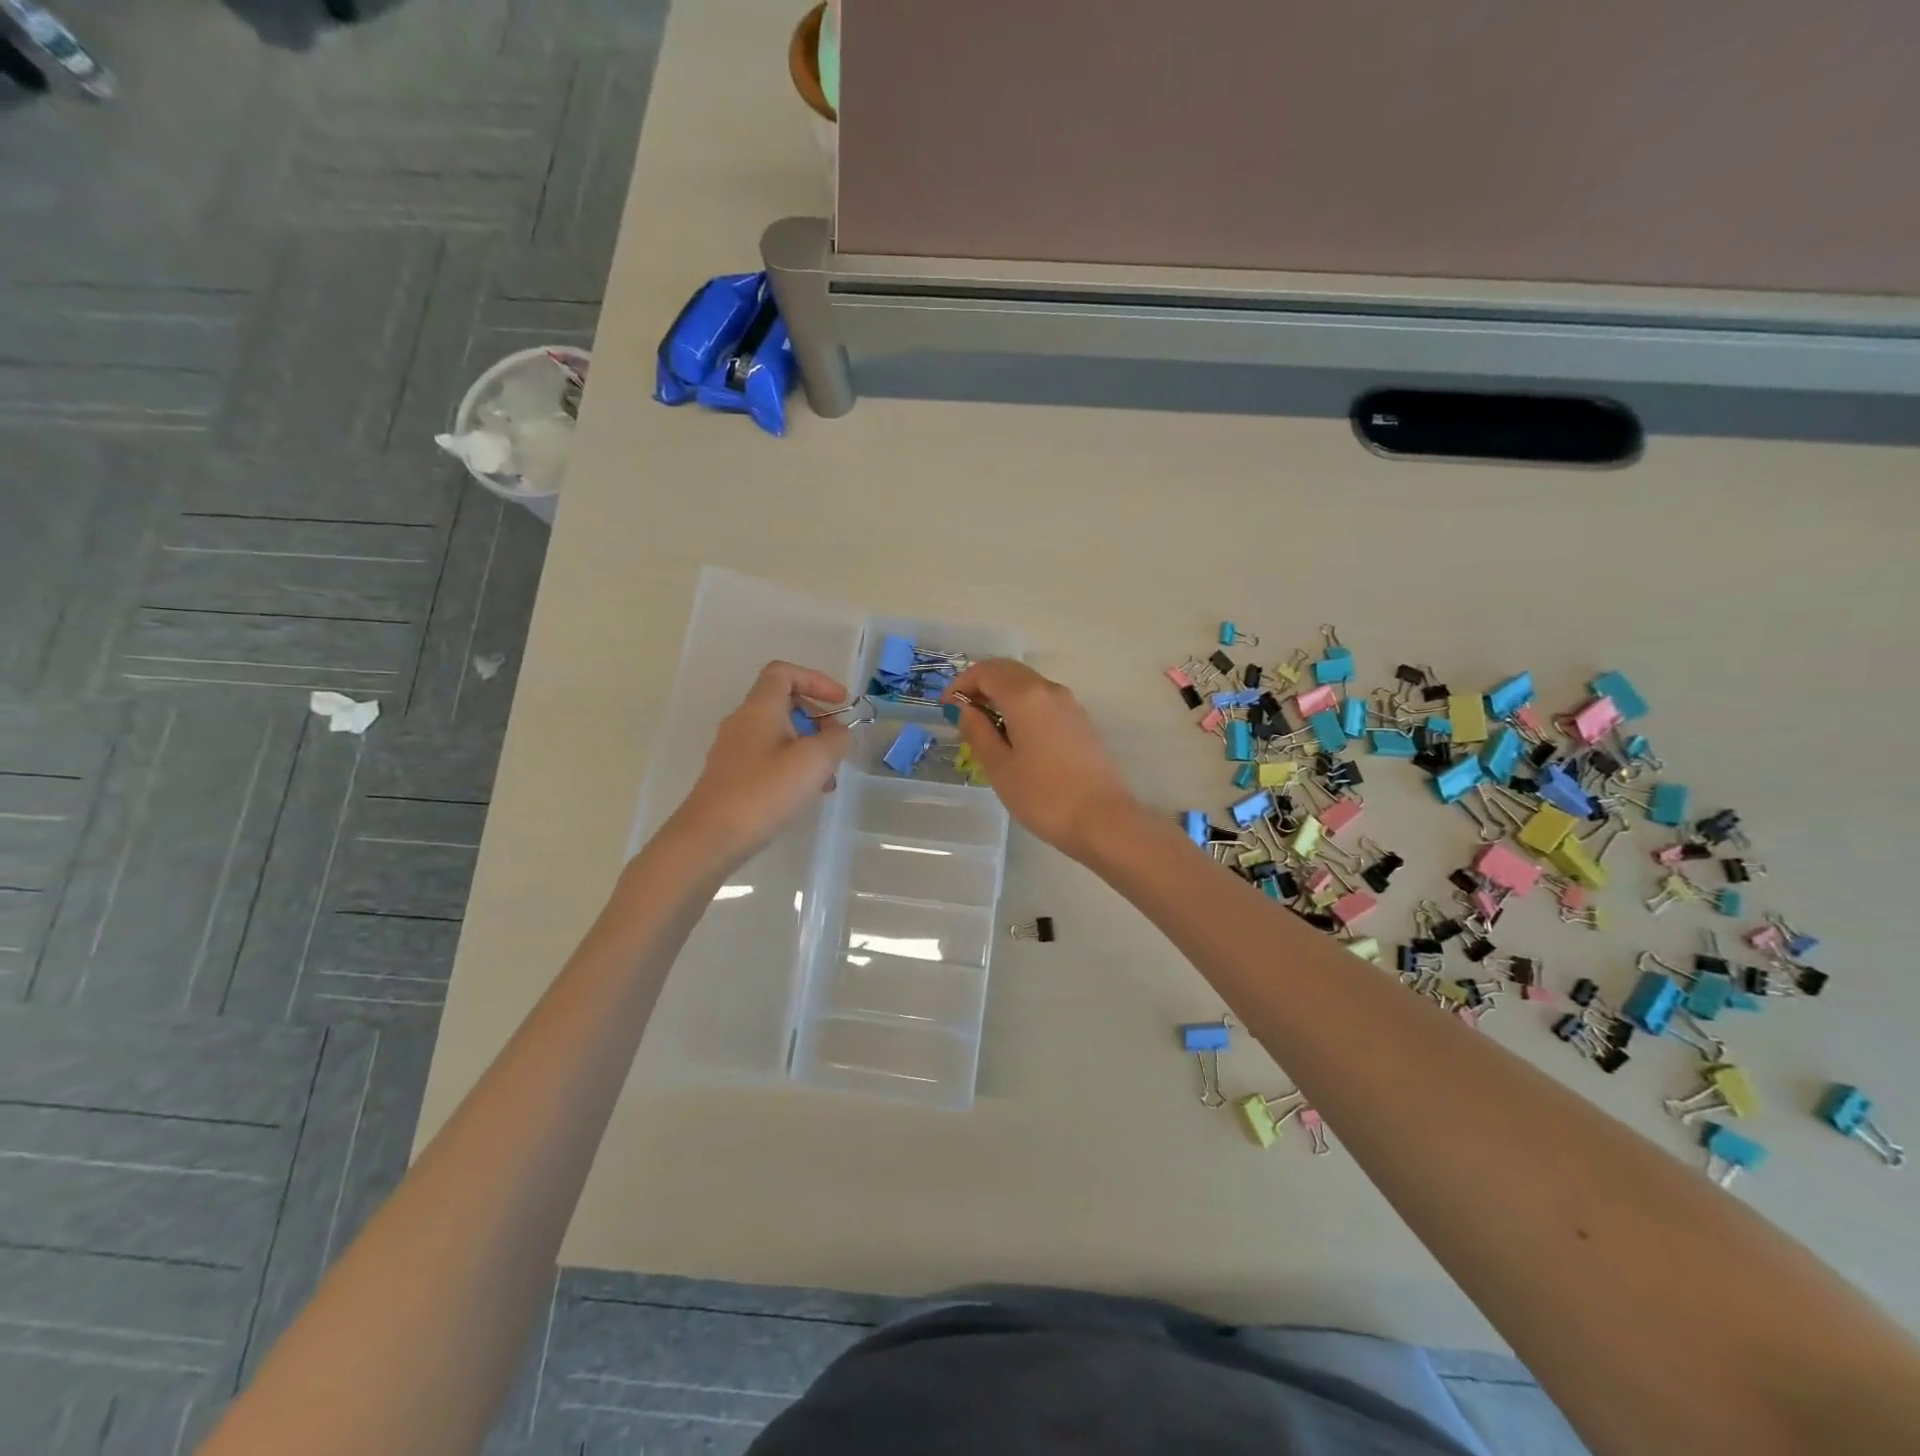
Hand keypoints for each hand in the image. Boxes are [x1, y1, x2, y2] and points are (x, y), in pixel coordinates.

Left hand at [666, 661, 852, 869]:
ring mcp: (734, 751)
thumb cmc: (764, 792)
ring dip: (808, 748)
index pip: (784, 673)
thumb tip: (840, 733)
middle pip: (783, 704)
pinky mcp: (731, 777)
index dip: (816, 680)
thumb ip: (835, 739)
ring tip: (827, 779)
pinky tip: (805, 795)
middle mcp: (743, 722)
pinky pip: (768, 759)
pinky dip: (792, 767)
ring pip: (779, 735)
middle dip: (817, 719)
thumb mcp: (813, 761)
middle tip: (837, 744)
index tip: (840, 703)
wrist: (711, 838)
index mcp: (759, 708)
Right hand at [942, 659, 1139, 859]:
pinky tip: (1014, 736)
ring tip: (985, 726)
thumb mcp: (999, 767)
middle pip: (1009, 671)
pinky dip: (1022, 706)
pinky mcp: (1080, 722)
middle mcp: (1049, 690)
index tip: (945, 706)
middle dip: (981, 684)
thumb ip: (977, 731)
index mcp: (1025, 696)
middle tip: (961, 712)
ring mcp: (1070, 704)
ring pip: (1028, 684)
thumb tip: (964, 708)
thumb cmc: (1043, 796)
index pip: (986, 671)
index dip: (961, 683)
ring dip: (1002, 694)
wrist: (1102, 820)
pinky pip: (1043, 701)